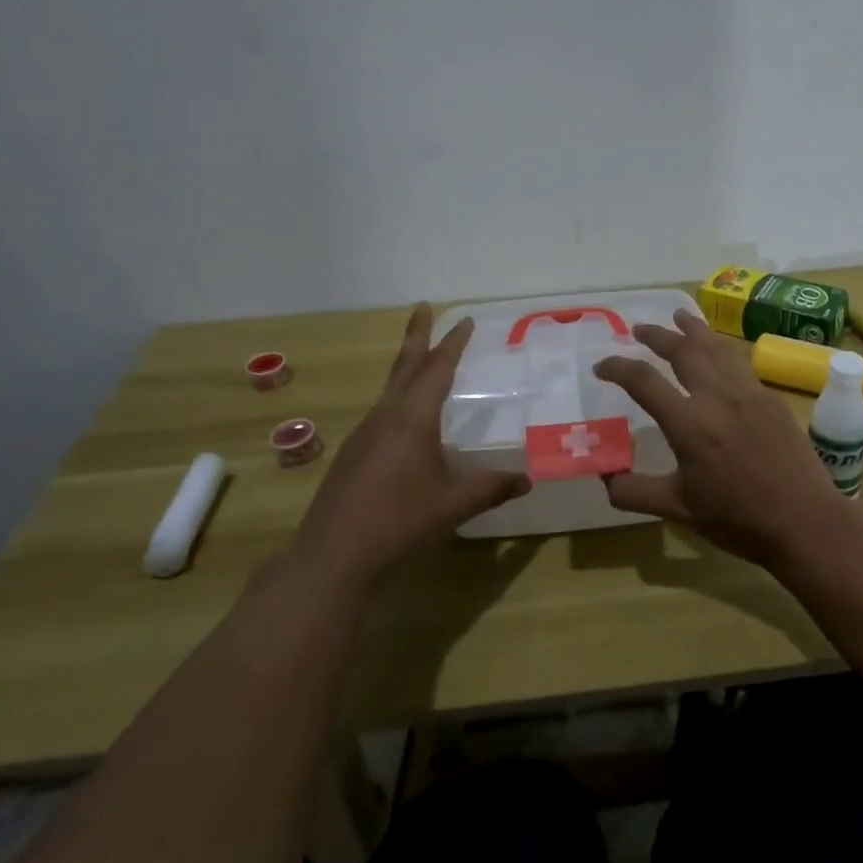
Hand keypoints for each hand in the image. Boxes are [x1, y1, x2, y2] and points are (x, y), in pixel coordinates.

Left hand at [288, 305, 530, 590]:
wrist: (333, 555)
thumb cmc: (400, 522)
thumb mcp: (454, 505)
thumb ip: (492, 488)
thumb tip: (528, 480)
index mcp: (413, 418)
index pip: (437, 369)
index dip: (453, 343)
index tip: (464, 320)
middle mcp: (386, 416)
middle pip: (405, 365)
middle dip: (417, 335)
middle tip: (422, 307)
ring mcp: (364, 434)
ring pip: (390, 388)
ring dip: (406, 367)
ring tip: (420, 359)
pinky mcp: (352, 454)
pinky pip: (381, 412)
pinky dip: (398, 398)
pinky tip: (405, 420)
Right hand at [592, 309, 855, 565]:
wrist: (804, 521)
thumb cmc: (738, 519)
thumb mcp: (677, 510)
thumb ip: (634, 492)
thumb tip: (605, 476)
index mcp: (689, 424)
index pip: (643, 381)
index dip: (617, 368)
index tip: (601, 367)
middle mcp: (717, 397)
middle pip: (682, 350)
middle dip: (656, 335)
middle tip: (639, 329)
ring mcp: (748, 393)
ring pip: (716, 347)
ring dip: (693, 329)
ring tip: (680, 316)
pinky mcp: (770, 398)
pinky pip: (740, 361)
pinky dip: (721, 347)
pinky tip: (719, 351)